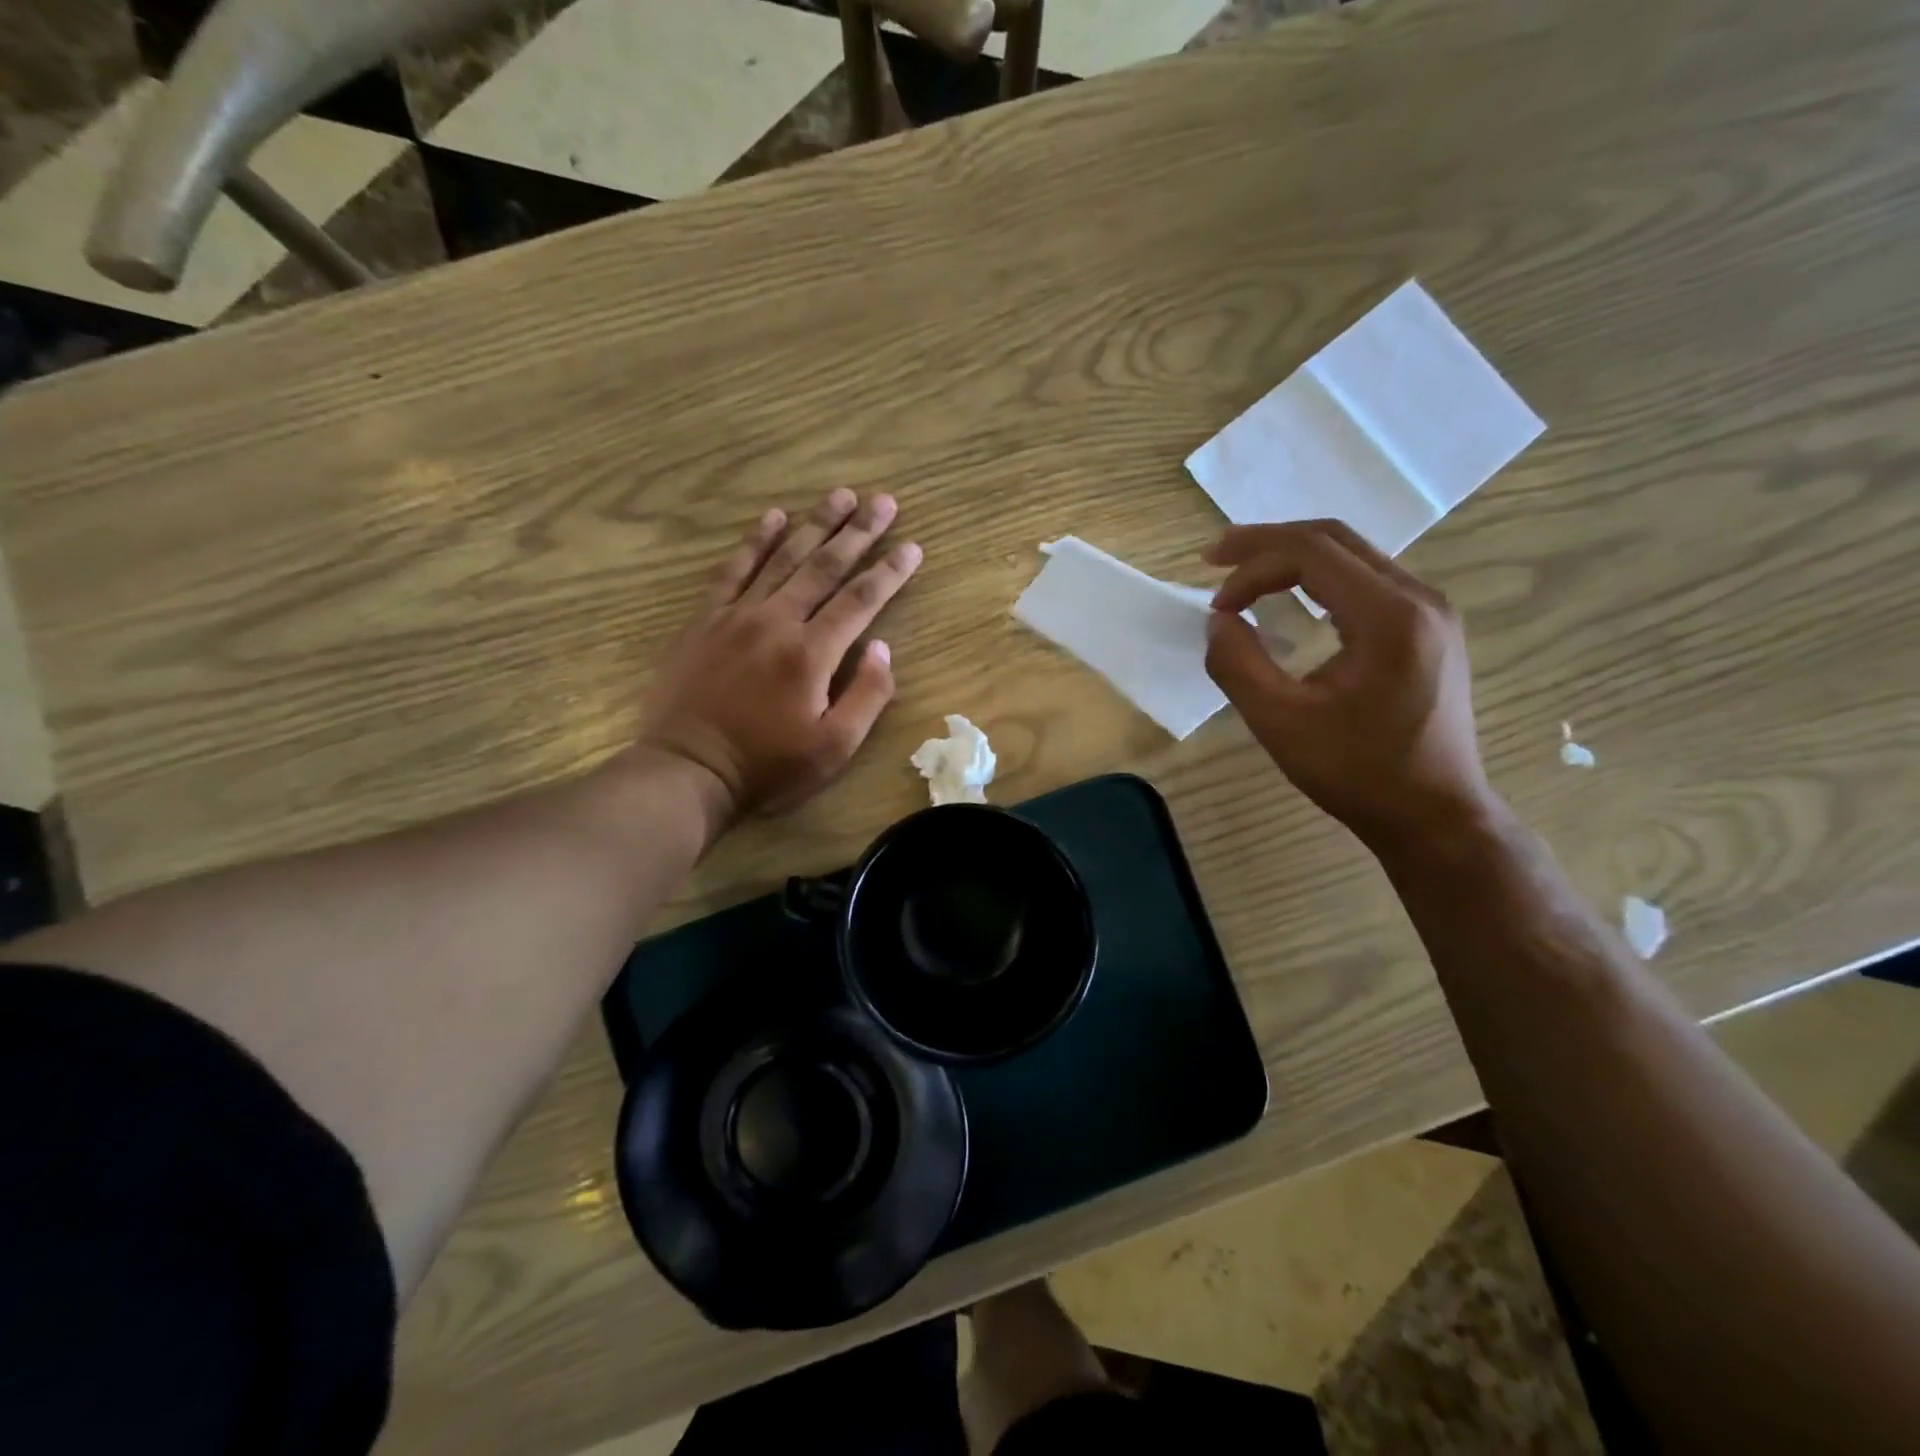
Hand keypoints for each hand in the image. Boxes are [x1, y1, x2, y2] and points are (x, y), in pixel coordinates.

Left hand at [639, 490, 921, 822]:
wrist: (687, 770)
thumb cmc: (767, 766)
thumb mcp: (833, 748)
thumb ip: (867, 696)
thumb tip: (882, 648)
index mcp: (812, 654)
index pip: (861, 601)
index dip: (890, 572)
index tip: (912, 546)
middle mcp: (777, 621)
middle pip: (825, 567)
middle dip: (858, 532)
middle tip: (883, 501)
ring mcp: (737, 616)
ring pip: (783, 558)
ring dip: (815, 525)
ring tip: (840, 495)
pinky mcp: (706, 620)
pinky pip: (733, 570)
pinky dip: (755, 542)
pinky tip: (772, 518)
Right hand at [1203, 520, 1495, 853]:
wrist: (1434, 816)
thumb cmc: (1358, 773)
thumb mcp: (1281, 723)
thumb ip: (1238, 665)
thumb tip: (1218, 621)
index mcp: (1391, 616)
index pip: (1312, 554)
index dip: (1253, 568)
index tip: (1216, 606)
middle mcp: (1420, 599)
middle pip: (1335, 540)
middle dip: (1268, 544)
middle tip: (1215, 558)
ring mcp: (1431, 613)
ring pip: (1353, 556)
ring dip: (1293, 559)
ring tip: (1244, 574)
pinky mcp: (1428, 631)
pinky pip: (1367, 583)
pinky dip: (1319, 581)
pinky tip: (1290, 601)